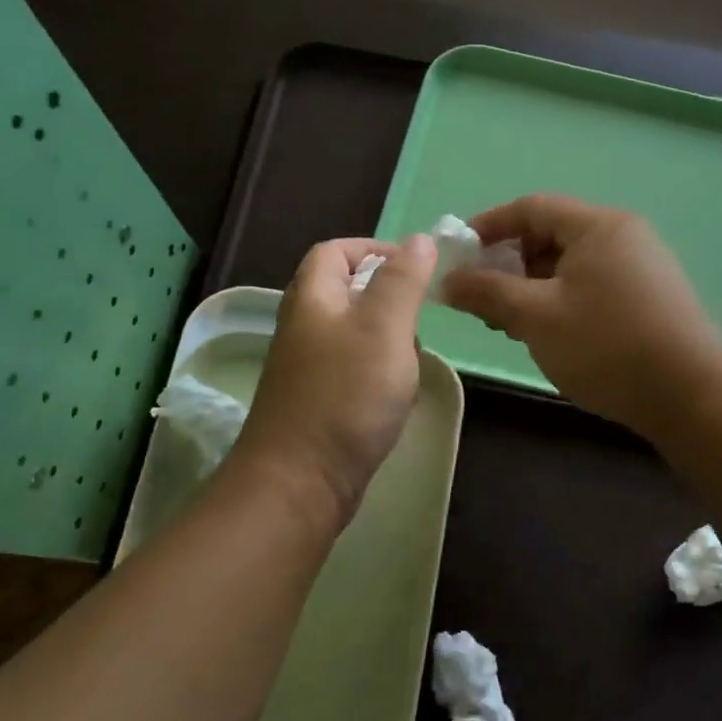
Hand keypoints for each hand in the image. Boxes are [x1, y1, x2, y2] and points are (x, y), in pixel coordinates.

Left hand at [233, 234, 437, 527]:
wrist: (301, 481)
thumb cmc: (346, 396)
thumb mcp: (384, 328)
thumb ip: (403, 281)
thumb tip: (420, 239)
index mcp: (312, 299)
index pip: (335, 251)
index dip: (374, 249)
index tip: (415, 267)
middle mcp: (303, 328)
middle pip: (344, 293)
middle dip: (387, 298)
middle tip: (418, 319)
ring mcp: (307, 369)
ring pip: (353, 335)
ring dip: (387, 339)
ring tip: (411, 360)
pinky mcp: (317, 403)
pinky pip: (352, 372)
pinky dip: (378, 373)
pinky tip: (396, 394)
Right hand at [441, 195, 721, 441]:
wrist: (691, 395)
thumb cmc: (606, 345)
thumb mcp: (536, 317)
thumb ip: (487, 293)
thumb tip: (447, 281)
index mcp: (597, 226)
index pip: (532, 207)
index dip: (489, 226)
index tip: (460, 255)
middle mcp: (623, 236)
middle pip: (552, 235)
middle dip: (511, 264)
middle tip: (486, 301)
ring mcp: (642, 267)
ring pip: (572, 265)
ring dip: (534, 287)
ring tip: (514, 326)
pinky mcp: (651, 298)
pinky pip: (594, 286)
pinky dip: (563, 301)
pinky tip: (553, 336)